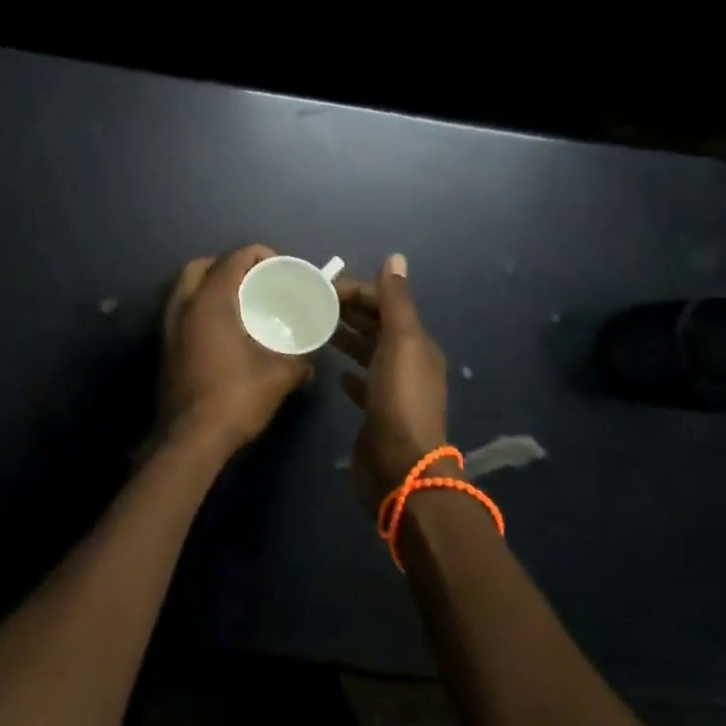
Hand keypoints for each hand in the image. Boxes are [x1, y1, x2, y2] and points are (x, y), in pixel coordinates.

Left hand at [160, 245, 311, 455]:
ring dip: (211, 286)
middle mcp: (183, 305)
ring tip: (240, 306)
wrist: (190, 438)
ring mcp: (168, 326)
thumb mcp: (279, 375)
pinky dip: (200, 308)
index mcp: (210, 301)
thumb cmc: (235, 397)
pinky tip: (223, 332)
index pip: (234, 258)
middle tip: (254, 283)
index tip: (280, 269)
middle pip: (202, 265)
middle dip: (229, 266)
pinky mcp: (164, 347)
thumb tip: (310, 357)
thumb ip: (299, 357)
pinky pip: (181, 311)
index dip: (260, 255)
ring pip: (186, 288)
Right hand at [334, 255, 451, 509]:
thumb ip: (396, 301)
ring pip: (367, 352)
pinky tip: (334, 371)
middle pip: (376, 326)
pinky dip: (349, 372)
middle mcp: (408, 362)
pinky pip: (362, 382)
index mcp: (416, 343)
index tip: (321, 288)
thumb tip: (395, 258)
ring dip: (346, 337)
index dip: (357, 291)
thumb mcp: (400, 343)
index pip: (385, 303)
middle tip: (308, 304)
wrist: (401, 468)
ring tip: (313, 328)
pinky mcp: (377, 413)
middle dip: (348, 311)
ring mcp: (392, 389)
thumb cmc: (399, 399)